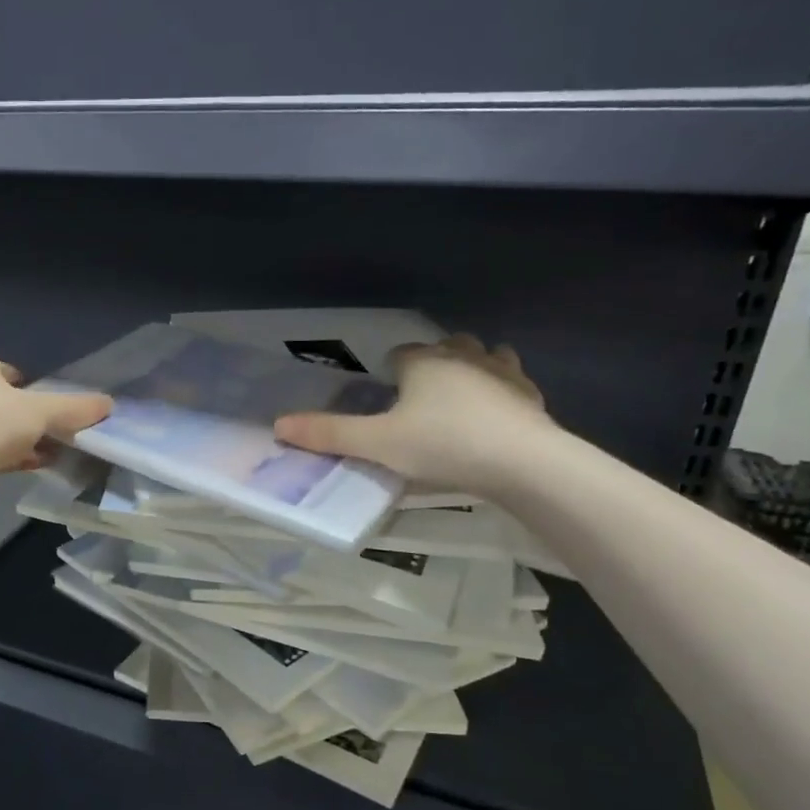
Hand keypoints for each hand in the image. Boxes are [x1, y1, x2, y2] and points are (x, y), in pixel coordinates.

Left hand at [0, 351, 112, 504]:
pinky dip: (12, 457)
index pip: (8, 370)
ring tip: (54, 452)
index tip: (51, 405)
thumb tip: (109, 404)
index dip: (32, 387)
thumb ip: (74, 407)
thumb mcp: (41, 410)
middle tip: (58, 431)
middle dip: (30, 417)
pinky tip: (36, 466)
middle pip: (5, 402)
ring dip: (24, 440)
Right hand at [274, 335, 556, 494]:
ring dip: (469, 367)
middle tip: (419, 400)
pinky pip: (511, 379)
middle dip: (430, 363)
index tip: (386, 398)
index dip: (389, 372)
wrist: (523, 462)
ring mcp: (501, 370)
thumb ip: (329, 434)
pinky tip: (495, 414)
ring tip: (458, 398)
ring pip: (481, 354)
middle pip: (442, 347)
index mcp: (423, 361)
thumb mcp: (378, 444)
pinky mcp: (530, 392)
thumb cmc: (443, 445)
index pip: (399, 354)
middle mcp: (461, 355)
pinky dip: (500, 389)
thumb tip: (278, 424)